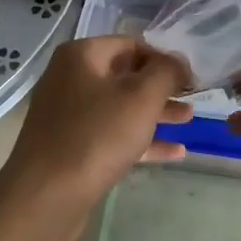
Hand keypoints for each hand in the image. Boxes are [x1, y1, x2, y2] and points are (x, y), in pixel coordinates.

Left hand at [0, 37, 191, 221]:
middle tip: (193, 98)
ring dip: (155, 113)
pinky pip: (112, 135)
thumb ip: (166, 72)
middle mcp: (70, 79)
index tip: (191, 78)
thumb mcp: (141, 97)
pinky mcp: (71, 147)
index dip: (164, 58)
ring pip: (120, 107)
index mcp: (81, 56)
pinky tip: (174, 152)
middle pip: (125, 75)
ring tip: (189, 120)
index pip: (131, 44)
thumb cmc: (97, 135)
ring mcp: (68, 115)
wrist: (47, 195)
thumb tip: (178, 60)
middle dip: (161, 87)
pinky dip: (141, 140)